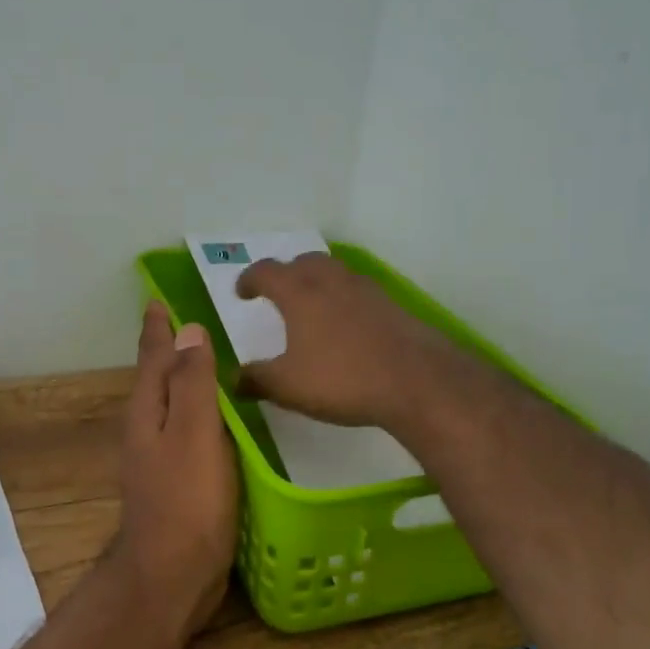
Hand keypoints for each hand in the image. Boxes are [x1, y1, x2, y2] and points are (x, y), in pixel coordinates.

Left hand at [115, 301, 239, 641]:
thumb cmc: (186, 502)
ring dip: (187, 379)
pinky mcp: (178, 481)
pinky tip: (223, 419)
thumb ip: (193, 382)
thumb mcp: (193, 433)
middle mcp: (148, 428)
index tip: (159, 298)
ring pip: (174, 404)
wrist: (171, 576)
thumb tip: (189, 330)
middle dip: (171, 348)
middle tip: (196, 320)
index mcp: (148, 410)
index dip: (157, 327)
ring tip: (211, 360)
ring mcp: (161, 457)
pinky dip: (202, 413)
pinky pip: (190, 431)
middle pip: (159, 377)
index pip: (153, 355)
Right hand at [234, 253, 462, 431]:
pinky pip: (359, 292)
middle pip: (304, 262)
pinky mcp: (392, 306)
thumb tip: (233, 379)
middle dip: (287, 273)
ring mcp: (366, 290)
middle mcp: (332, 281)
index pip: (266, 272)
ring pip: (335, 273)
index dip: (249, 280)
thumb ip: (256, 379)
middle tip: (279, 293)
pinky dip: (345, 300)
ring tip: (313, 307)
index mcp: (299, 293)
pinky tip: (347, 327)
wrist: (416, 380)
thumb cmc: (342, 378)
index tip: (242, 293)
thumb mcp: (288, 386)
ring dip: (318, 282)